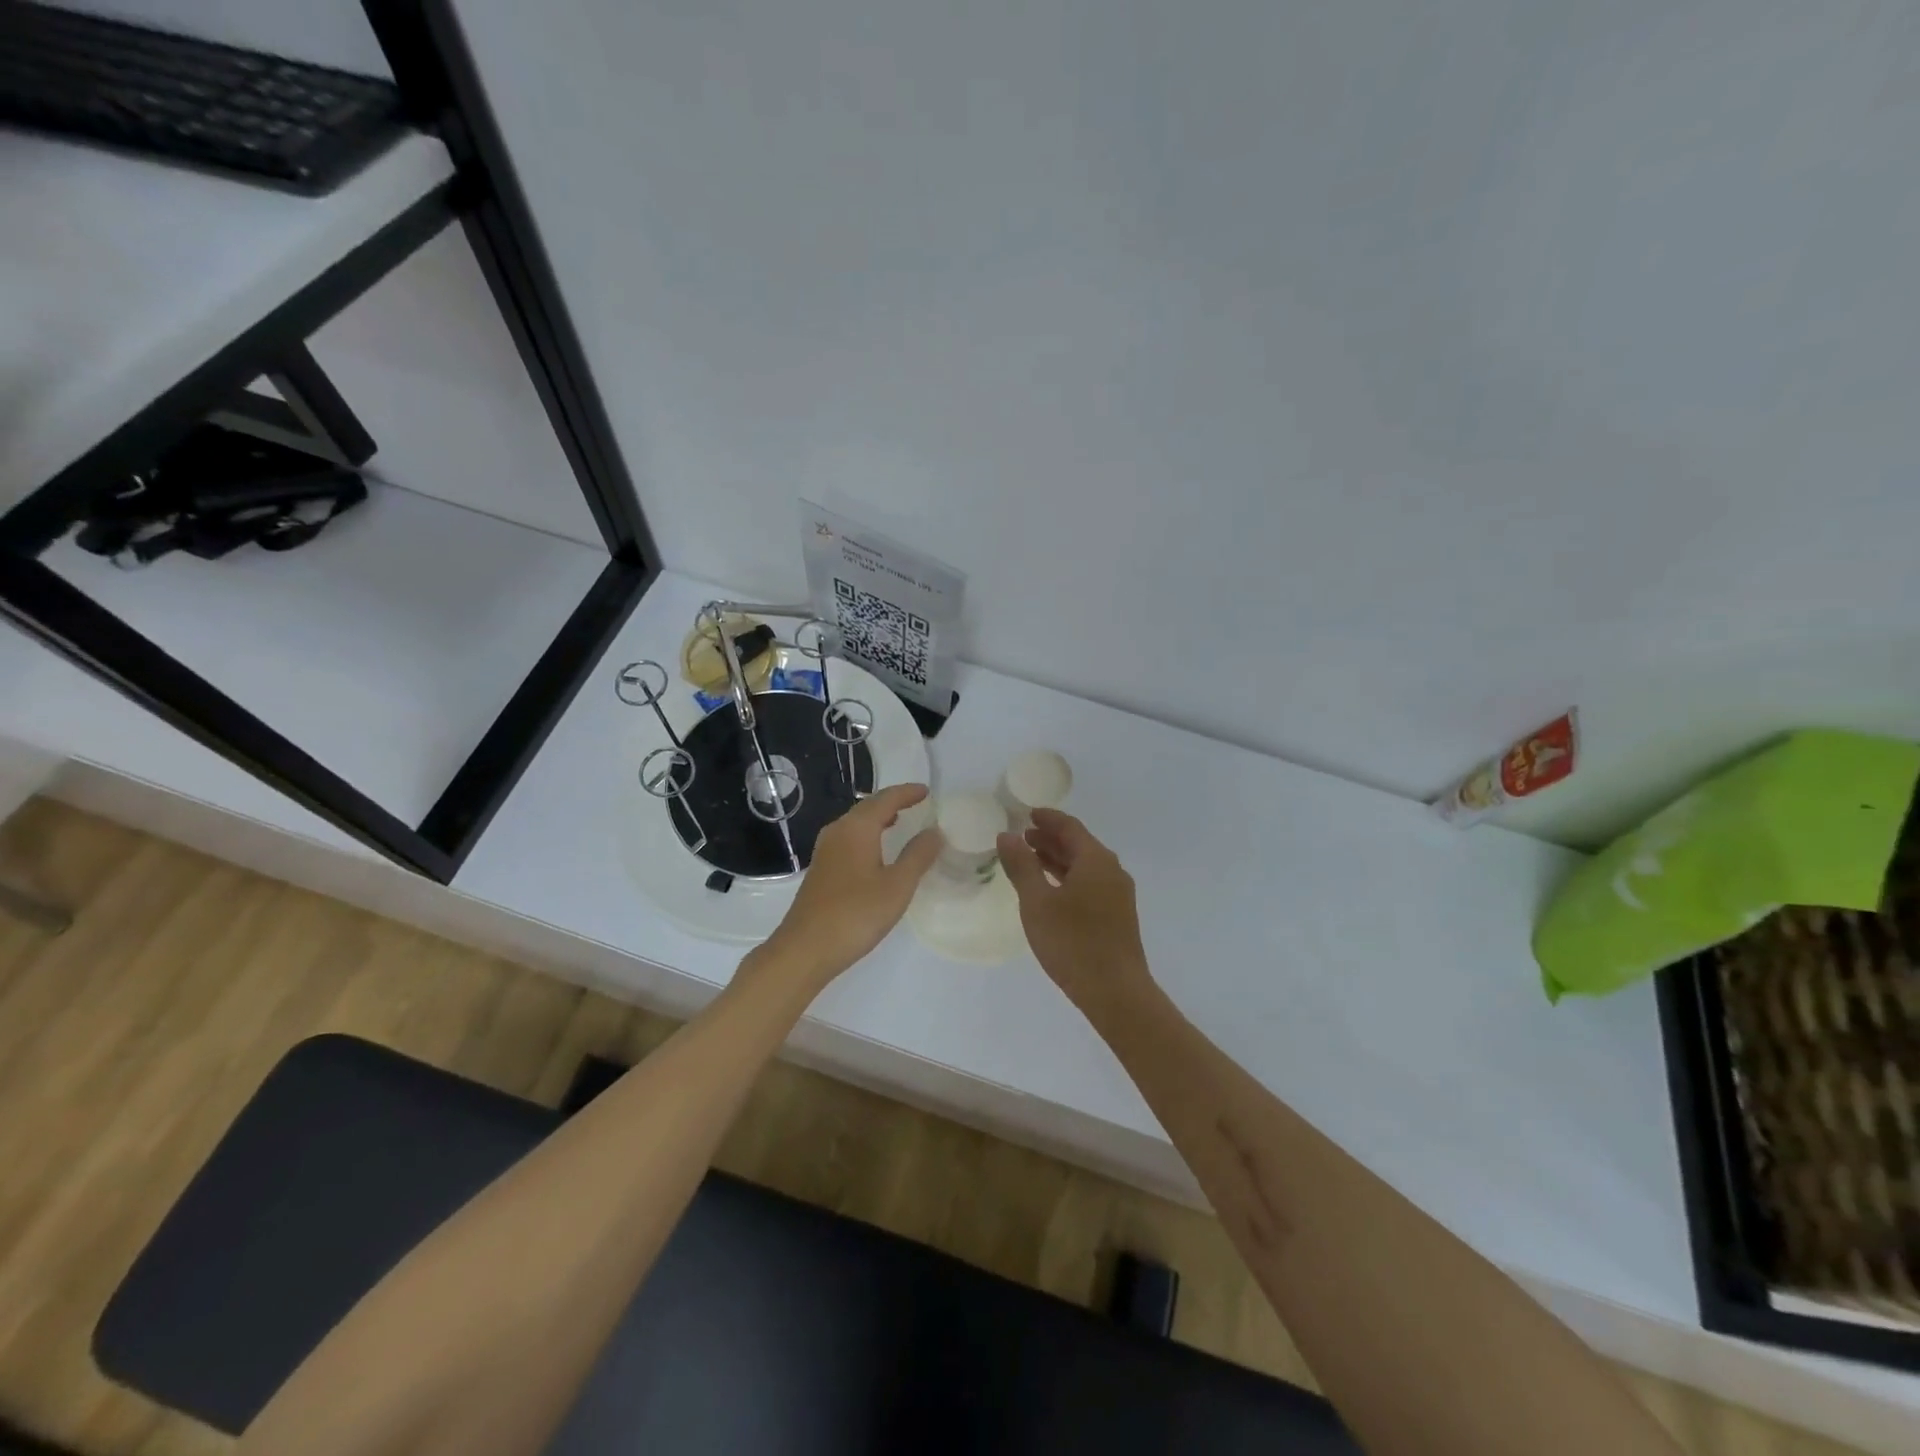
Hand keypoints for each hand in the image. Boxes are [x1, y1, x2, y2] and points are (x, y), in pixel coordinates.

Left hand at [757, 783, 941, 990]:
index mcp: (857, 828)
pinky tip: (876, 852)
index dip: (907, 793)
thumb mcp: (897, 886)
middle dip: (892, 802)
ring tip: (899, 822)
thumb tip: (934, 831)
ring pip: (856, 823)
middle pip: (867, 807)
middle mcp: (838, 831)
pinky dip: (867, 835)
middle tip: (916, 803)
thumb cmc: (856, 914)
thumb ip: (918, 856)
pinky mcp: (821, 869)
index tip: (927, 791)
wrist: (806, 948)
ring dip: (878, 819)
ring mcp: (825, 850)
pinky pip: (849, 839)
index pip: (886, 799)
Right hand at [998, 809, 1152, 1011]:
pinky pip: (1090, 884)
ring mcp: (1118, 895)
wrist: (1116, 993)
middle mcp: (1112, 871)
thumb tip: (1006, 835)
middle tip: (1022, 836)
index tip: (1026, 814)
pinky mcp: (1117, 916)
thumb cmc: (1073, 942)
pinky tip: (1051, 891)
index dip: (1047, 818)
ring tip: (1030, 859)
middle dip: (1050, 838)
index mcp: (1096, 860)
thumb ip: (1021, 866)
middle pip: (1079, 844)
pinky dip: (1068, 878)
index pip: (1070, 827)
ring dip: (1058, 859)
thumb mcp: (1037, 902)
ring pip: (1084, 866)